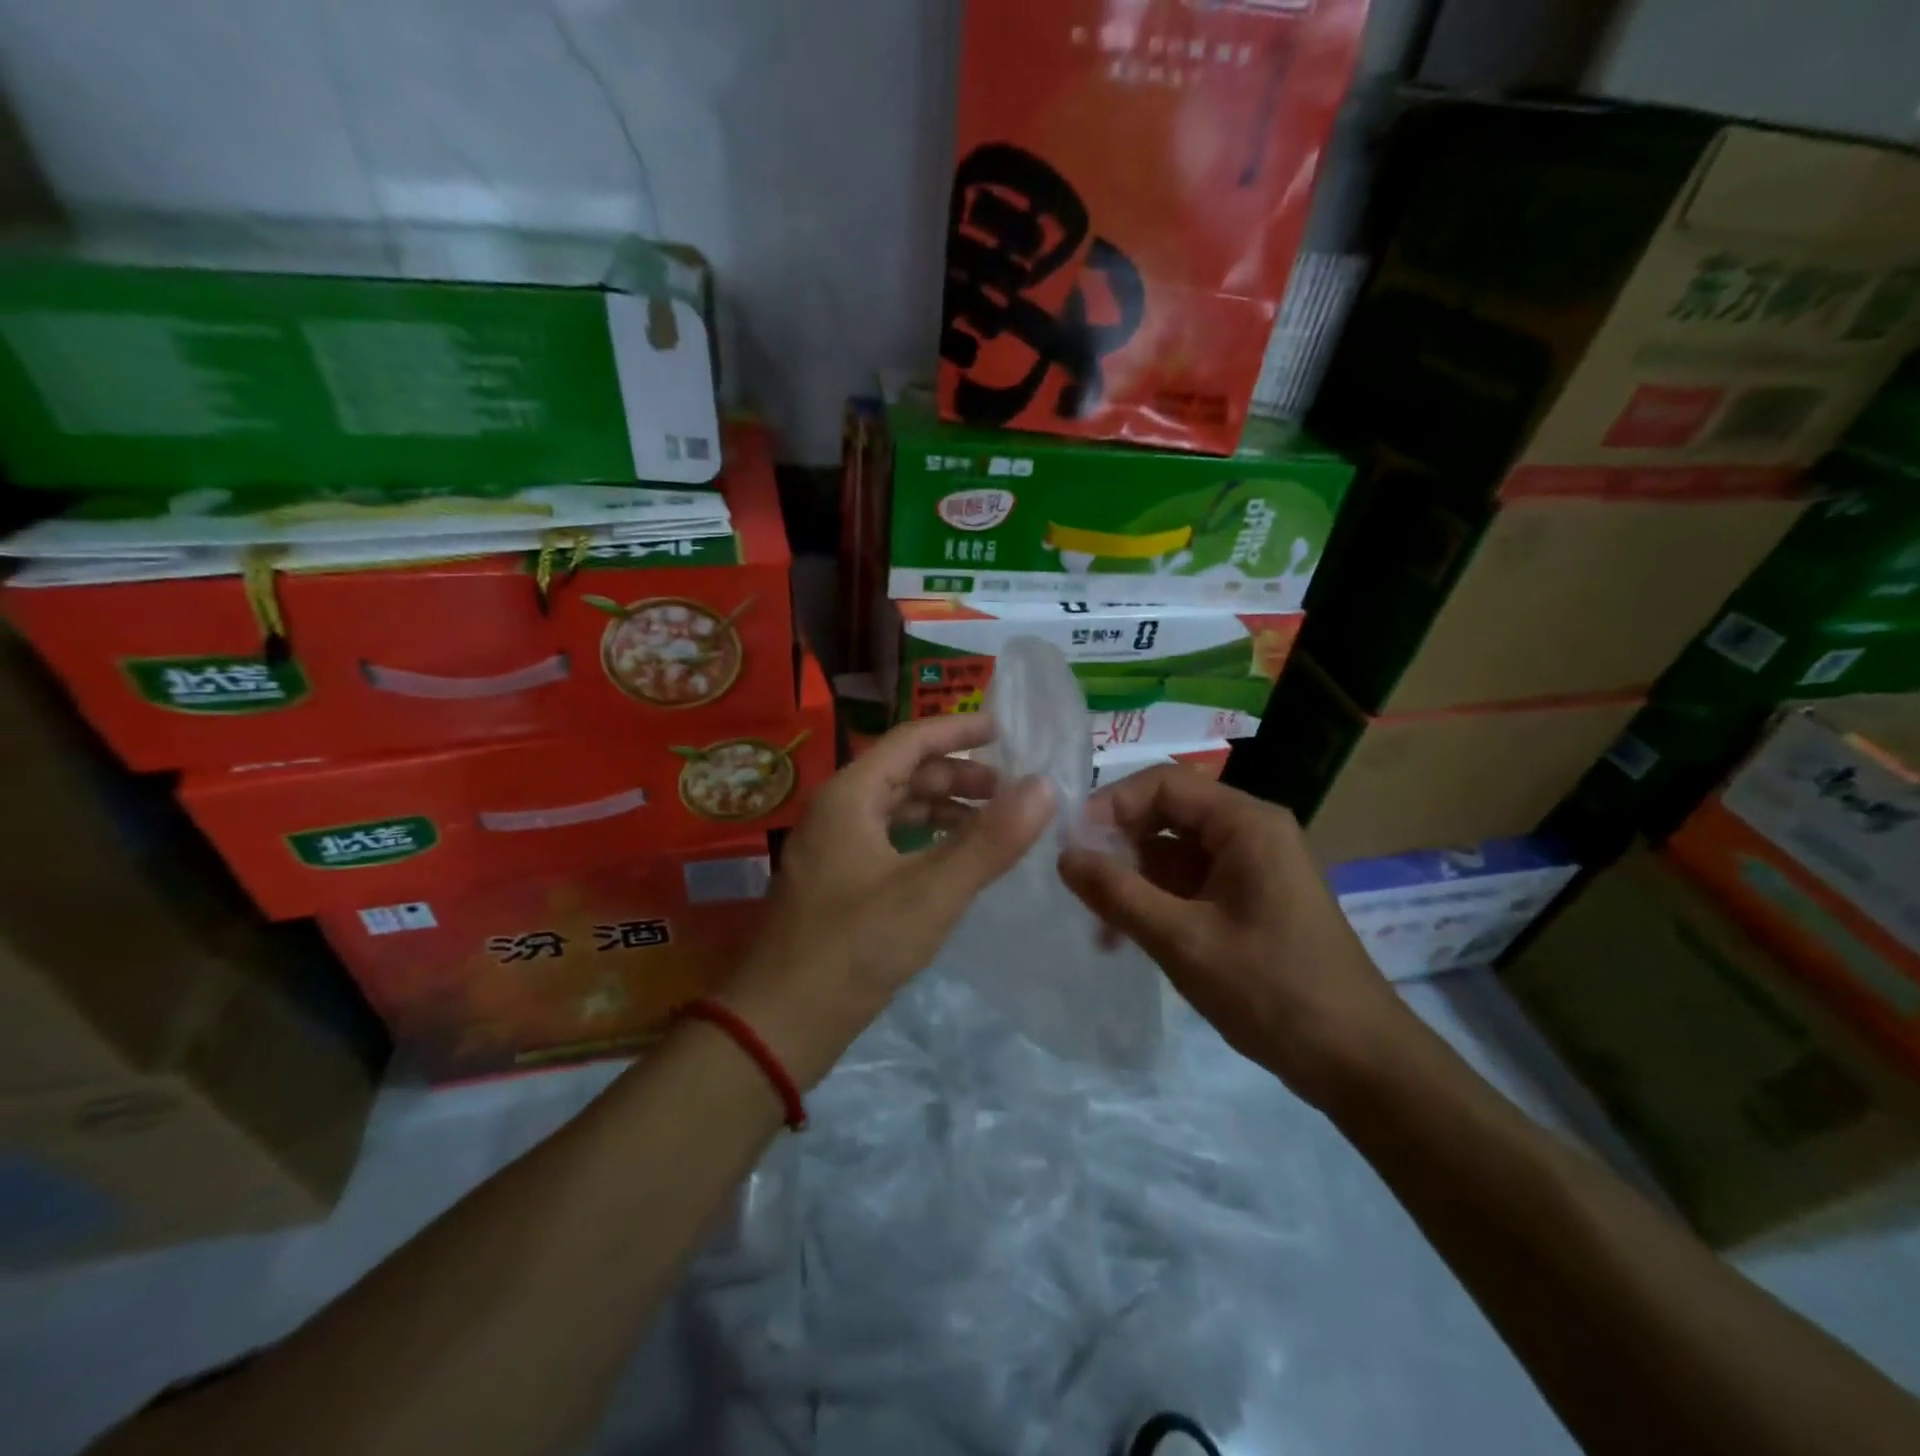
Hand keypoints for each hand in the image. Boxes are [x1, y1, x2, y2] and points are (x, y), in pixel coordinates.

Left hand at [723, 715, 1053, 1086]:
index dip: (958, 730)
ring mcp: (832, 848)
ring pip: (896, 809)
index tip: (1004, 730)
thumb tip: (1045, 786)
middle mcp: (837, 811)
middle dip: (958, 776)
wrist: (779, 1023)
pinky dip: (925, 840)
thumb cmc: (854, 947)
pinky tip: (952, 862)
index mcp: (850, 795)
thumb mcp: (932, 892)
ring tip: (991, 825)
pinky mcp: (836, 883)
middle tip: (1009, 791)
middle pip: (904, 773)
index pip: (910, 740)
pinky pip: (887, 841)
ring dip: (943, 809)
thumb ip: (990, 839)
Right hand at [1057, 767, 1410, 1105]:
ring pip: (1173, 852)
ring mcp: (1250, 868)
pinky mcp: (1247, 901)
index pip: (1165, 783)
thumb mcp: (1184, 941)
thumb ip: (1118, 894)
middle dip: (1119, 844)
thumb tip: (1063, 855)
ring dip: (1132, 878)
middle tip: (1077, 882)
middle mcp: (1250, 832)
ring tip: (1096, 923)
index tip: (1072, 843)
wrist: (1358, 1063)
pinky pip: (1188, 883)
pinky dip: (1155, 901)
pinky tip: (1124, 936)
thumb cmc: (1273, 992)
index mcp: (1246, 823)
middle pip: (1167, 814)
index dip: (1112, 804)